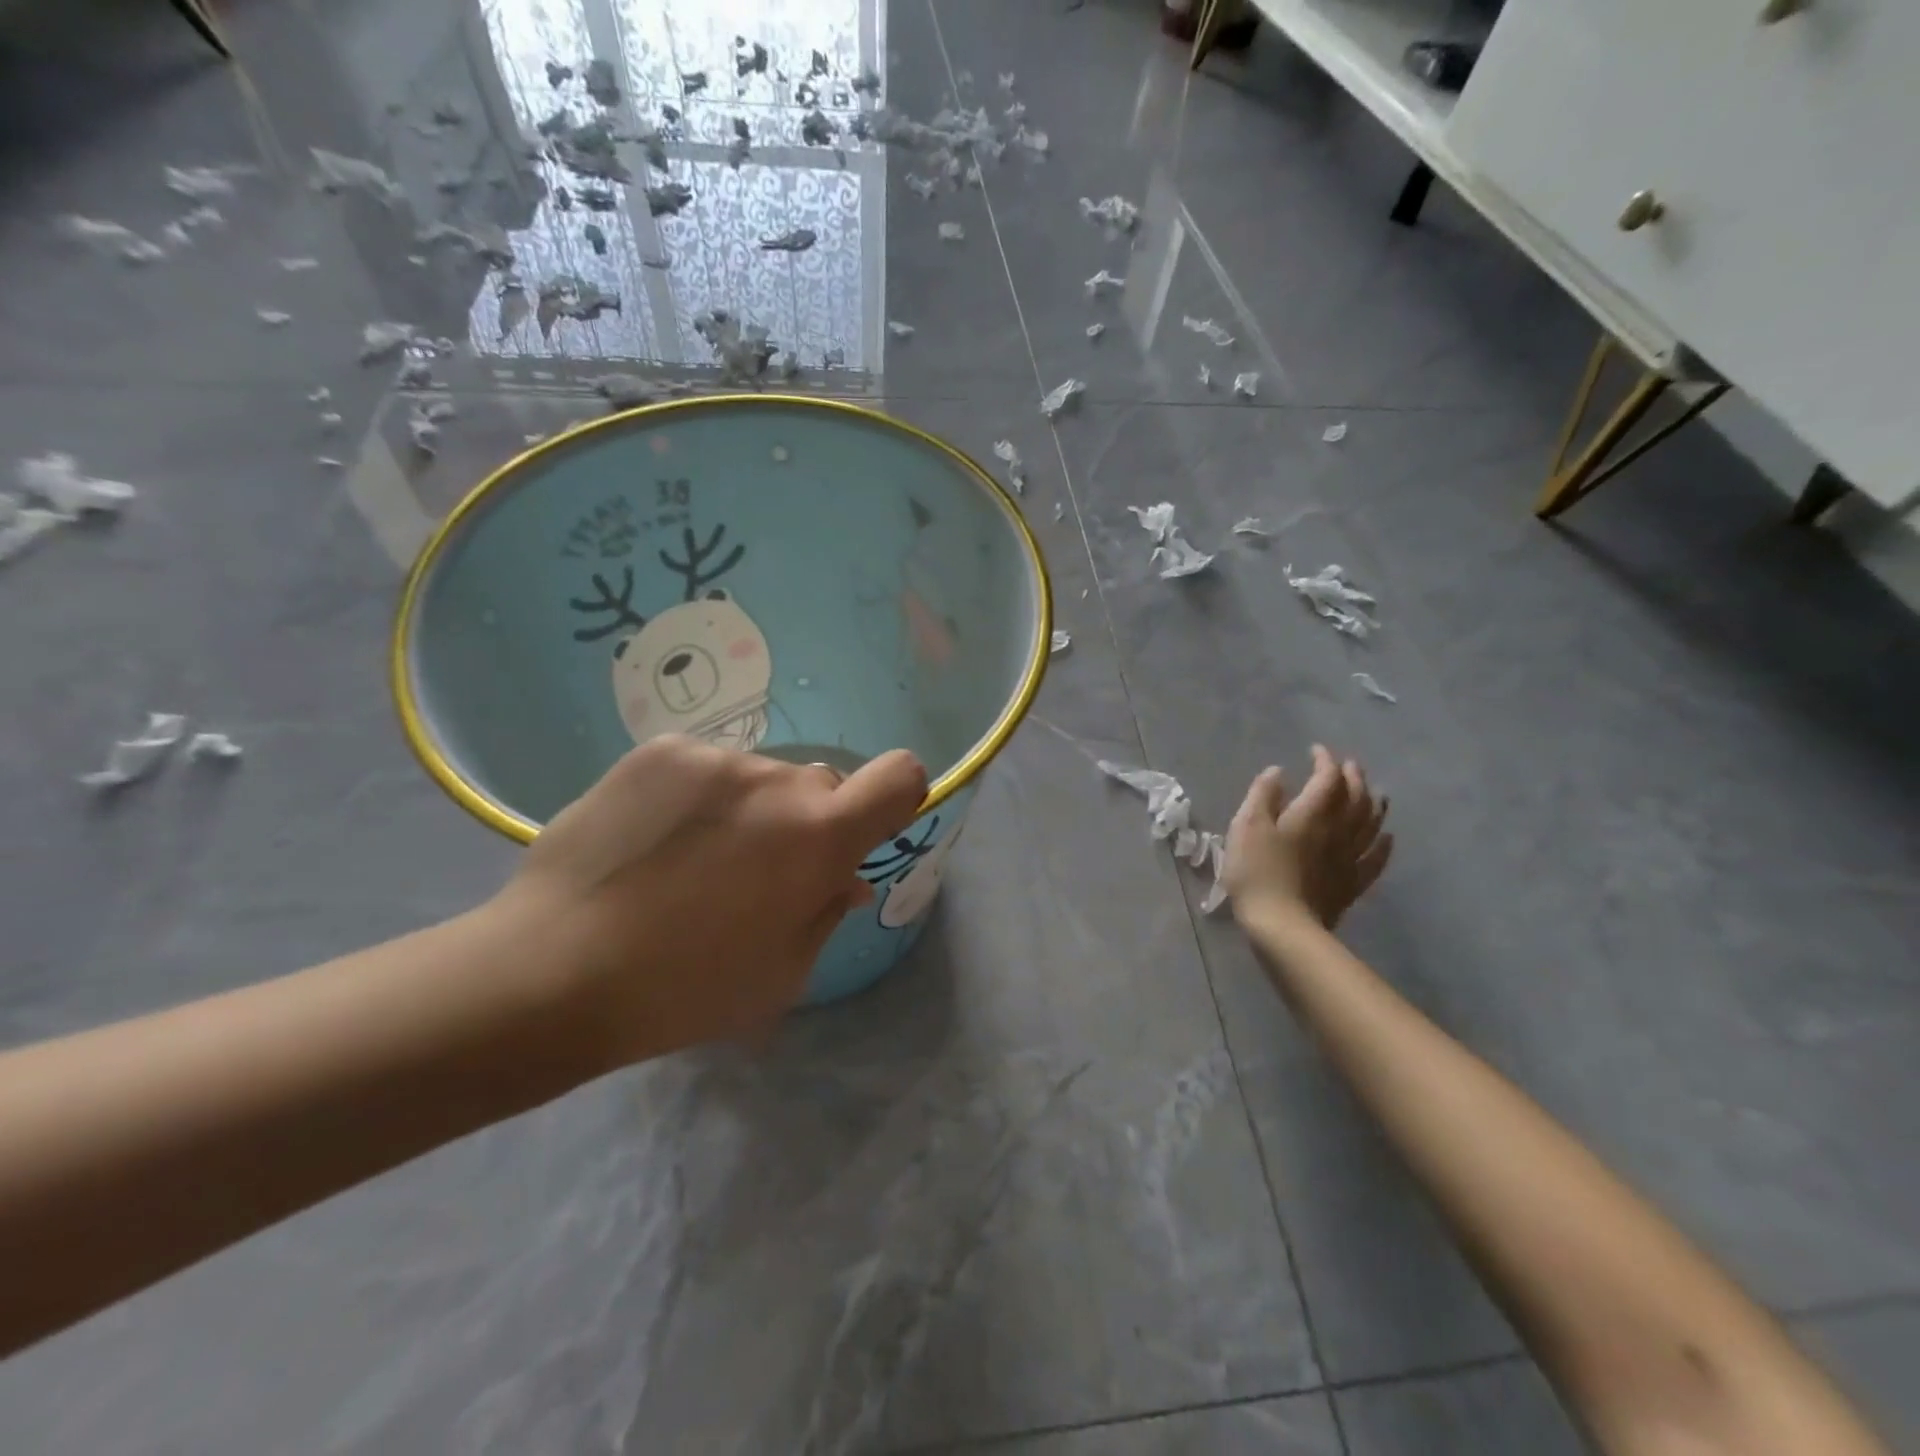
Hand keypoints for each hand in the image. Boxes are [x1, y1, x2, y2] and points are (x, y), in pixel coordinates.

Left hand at [497, 735, 926, 1064]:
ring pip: (759, 779)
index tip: (864, 832)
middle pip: (821, 785)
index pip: (901, 776)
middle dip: (806, 823)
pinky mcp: (659, 750)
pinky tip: (654, 841)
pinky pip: (707, 768)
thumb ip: (826, 910)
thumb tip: (844, 875)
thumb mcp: (782, 972)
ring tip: (688, 863)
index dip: (897, 798)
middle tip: (757, 874)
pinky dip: (699, 798)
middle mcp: (776, 779)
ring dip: (747, 811)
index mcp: (819, 835)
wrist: (551, 970)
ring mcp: (714, 758)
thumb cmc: (684, 990)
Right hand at [1224, 745, 1391, 931]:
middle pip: (1355, 797)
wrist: (1281, 925)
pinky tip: (1387, 837)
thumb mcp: (1246, 827)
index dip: (1324, 761)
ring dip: (1374, 803)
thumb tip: (1278, 772)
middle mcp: (1337, 830)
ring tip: (1375, 791)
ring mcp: (1349, 858)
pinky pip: (1375, 859)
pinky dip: (1384, 844)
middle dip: (1353, 777)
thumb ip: (1262, 795)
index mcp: (1311, 814)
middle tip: (1348, 765)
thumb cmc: (1257, 872)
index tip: (1316, 751)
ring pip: (1371, 824)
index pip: (1327, 778)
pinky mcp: (1351, 884)